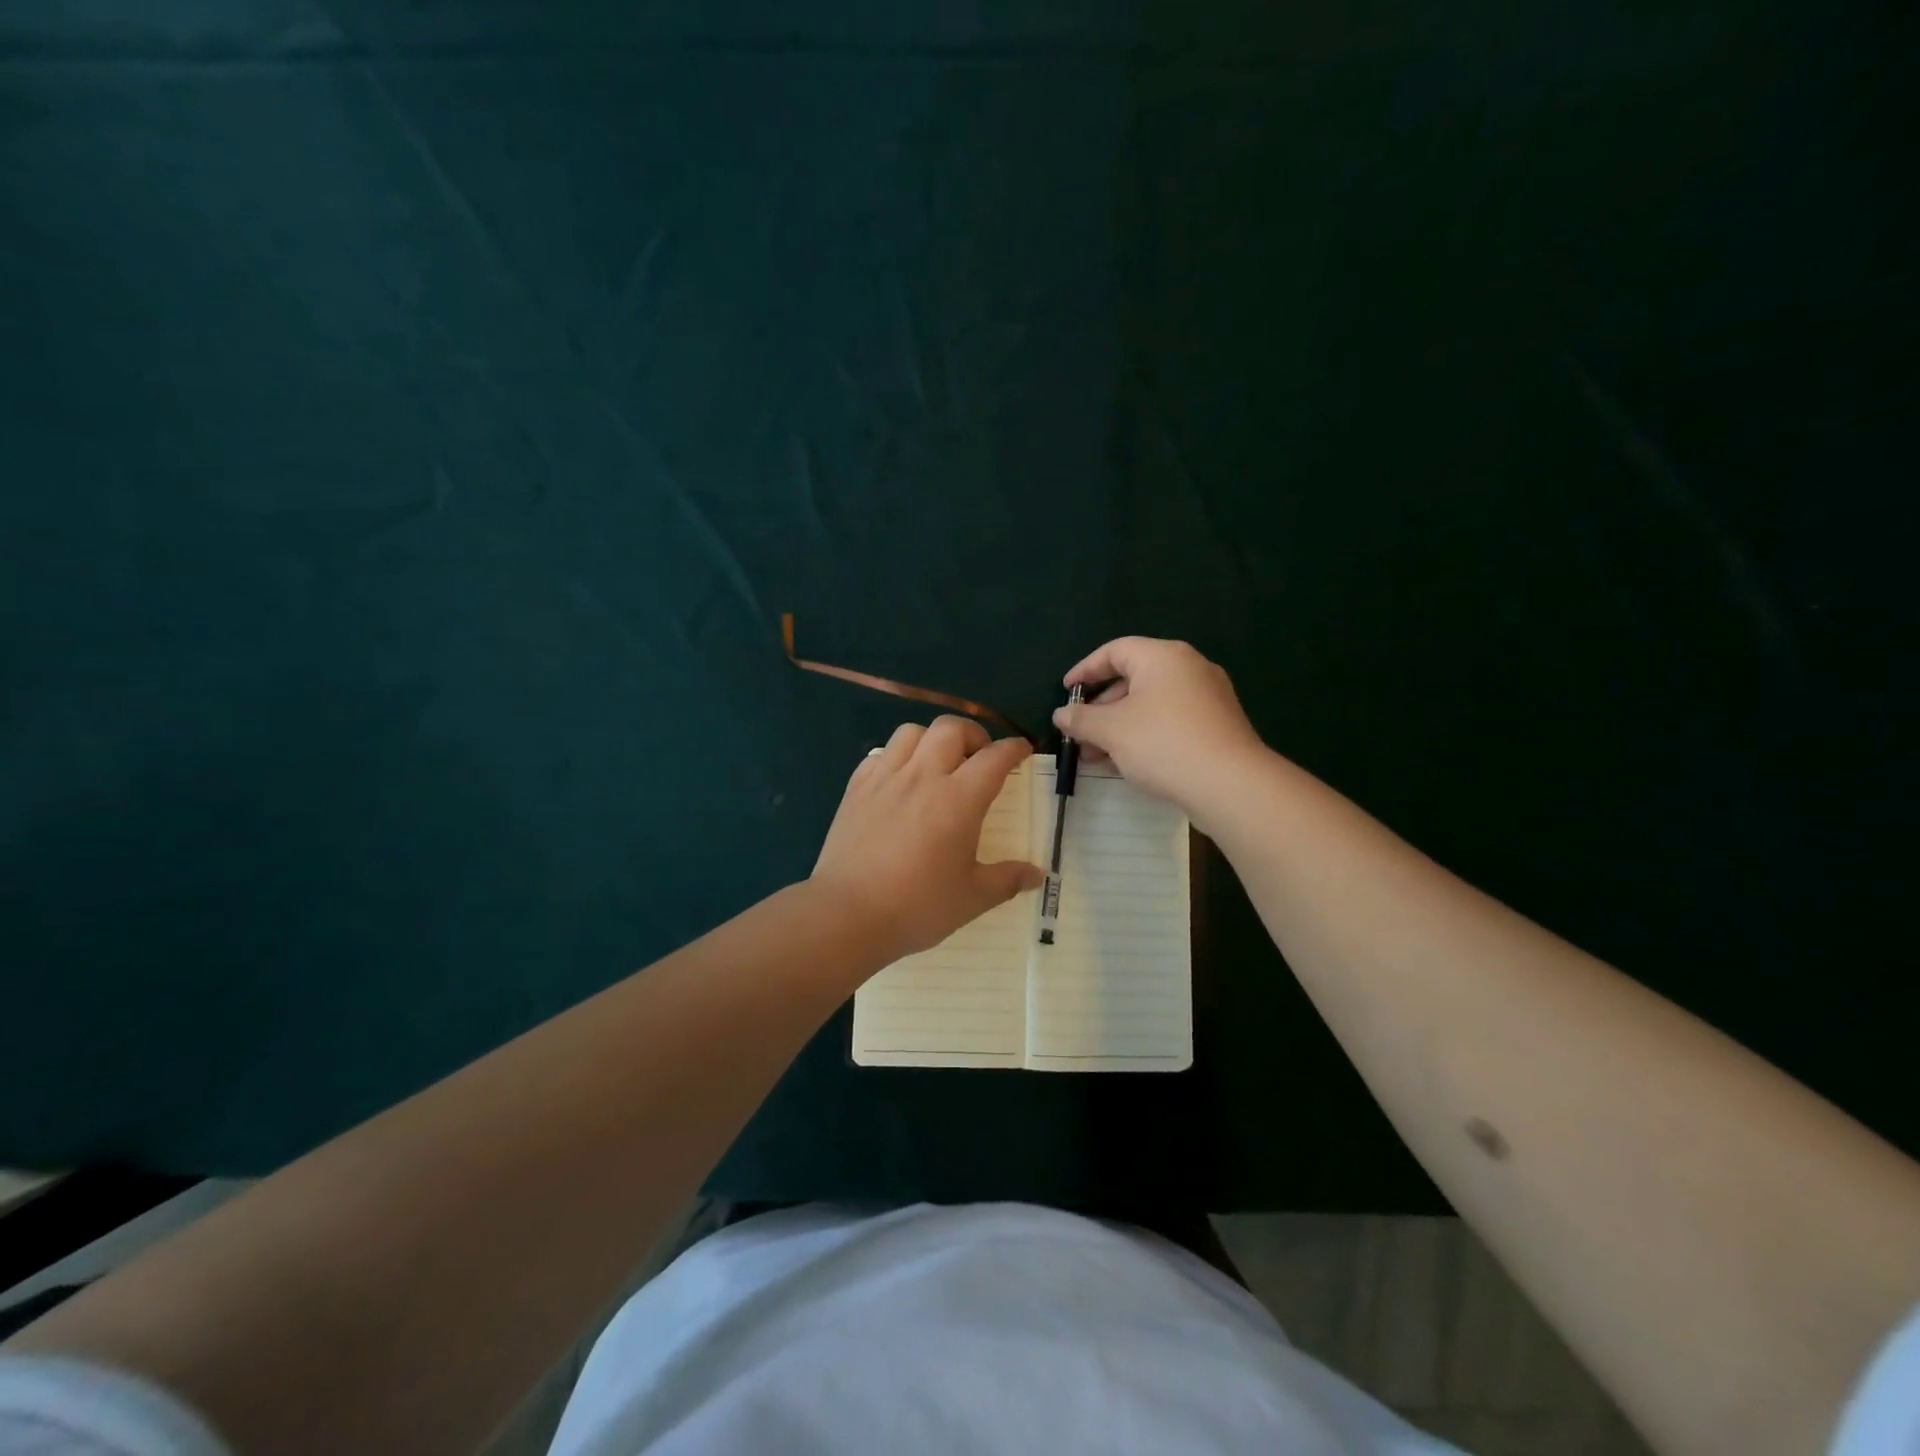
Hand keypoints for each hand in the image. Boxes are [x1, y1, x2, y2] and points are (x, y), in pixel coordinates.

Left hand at [812, 717, 1042, 964]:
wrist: (847, 914)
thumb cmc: (917, 906)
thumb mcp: (972, 898)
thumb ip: (1007, 880)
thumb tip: (1037, 874)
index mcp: (958, 800)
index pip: (994, 758)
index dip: (1013, 749)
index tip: (1021, 750)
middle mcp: (922, 777)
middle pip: (950, 728)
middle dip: (972, 734)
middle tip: (978, 757)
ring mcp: (885, 779)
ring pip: (911, 732)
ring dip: (931, 739)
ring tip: (937, 763)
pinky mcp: (855, 789)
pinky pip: (879, 754)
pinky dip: (896, 757)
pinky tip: (899, 780)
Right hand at [1054, 637, 1267, 822]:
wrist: (1230, 784)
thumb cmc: (1163, 744)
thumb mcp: (1111, 730)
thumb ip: (1081, 719)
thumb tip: (1061, 715)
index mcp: (1163, 656)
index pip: (1114, 651)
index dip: (1085, 670)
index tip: (1066, 691)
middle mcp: (1188, 668)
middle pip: (1133, 678)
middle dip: (1100, 708)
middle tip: (1079, 732)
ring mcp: (1207, 697)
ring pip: (1150, 704)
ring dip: (1119, 726)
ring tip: (1095, 757)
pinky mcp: (1216, 725)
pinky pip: (1170, 721)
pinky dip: (1143, 735)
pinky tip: (1126, 763)